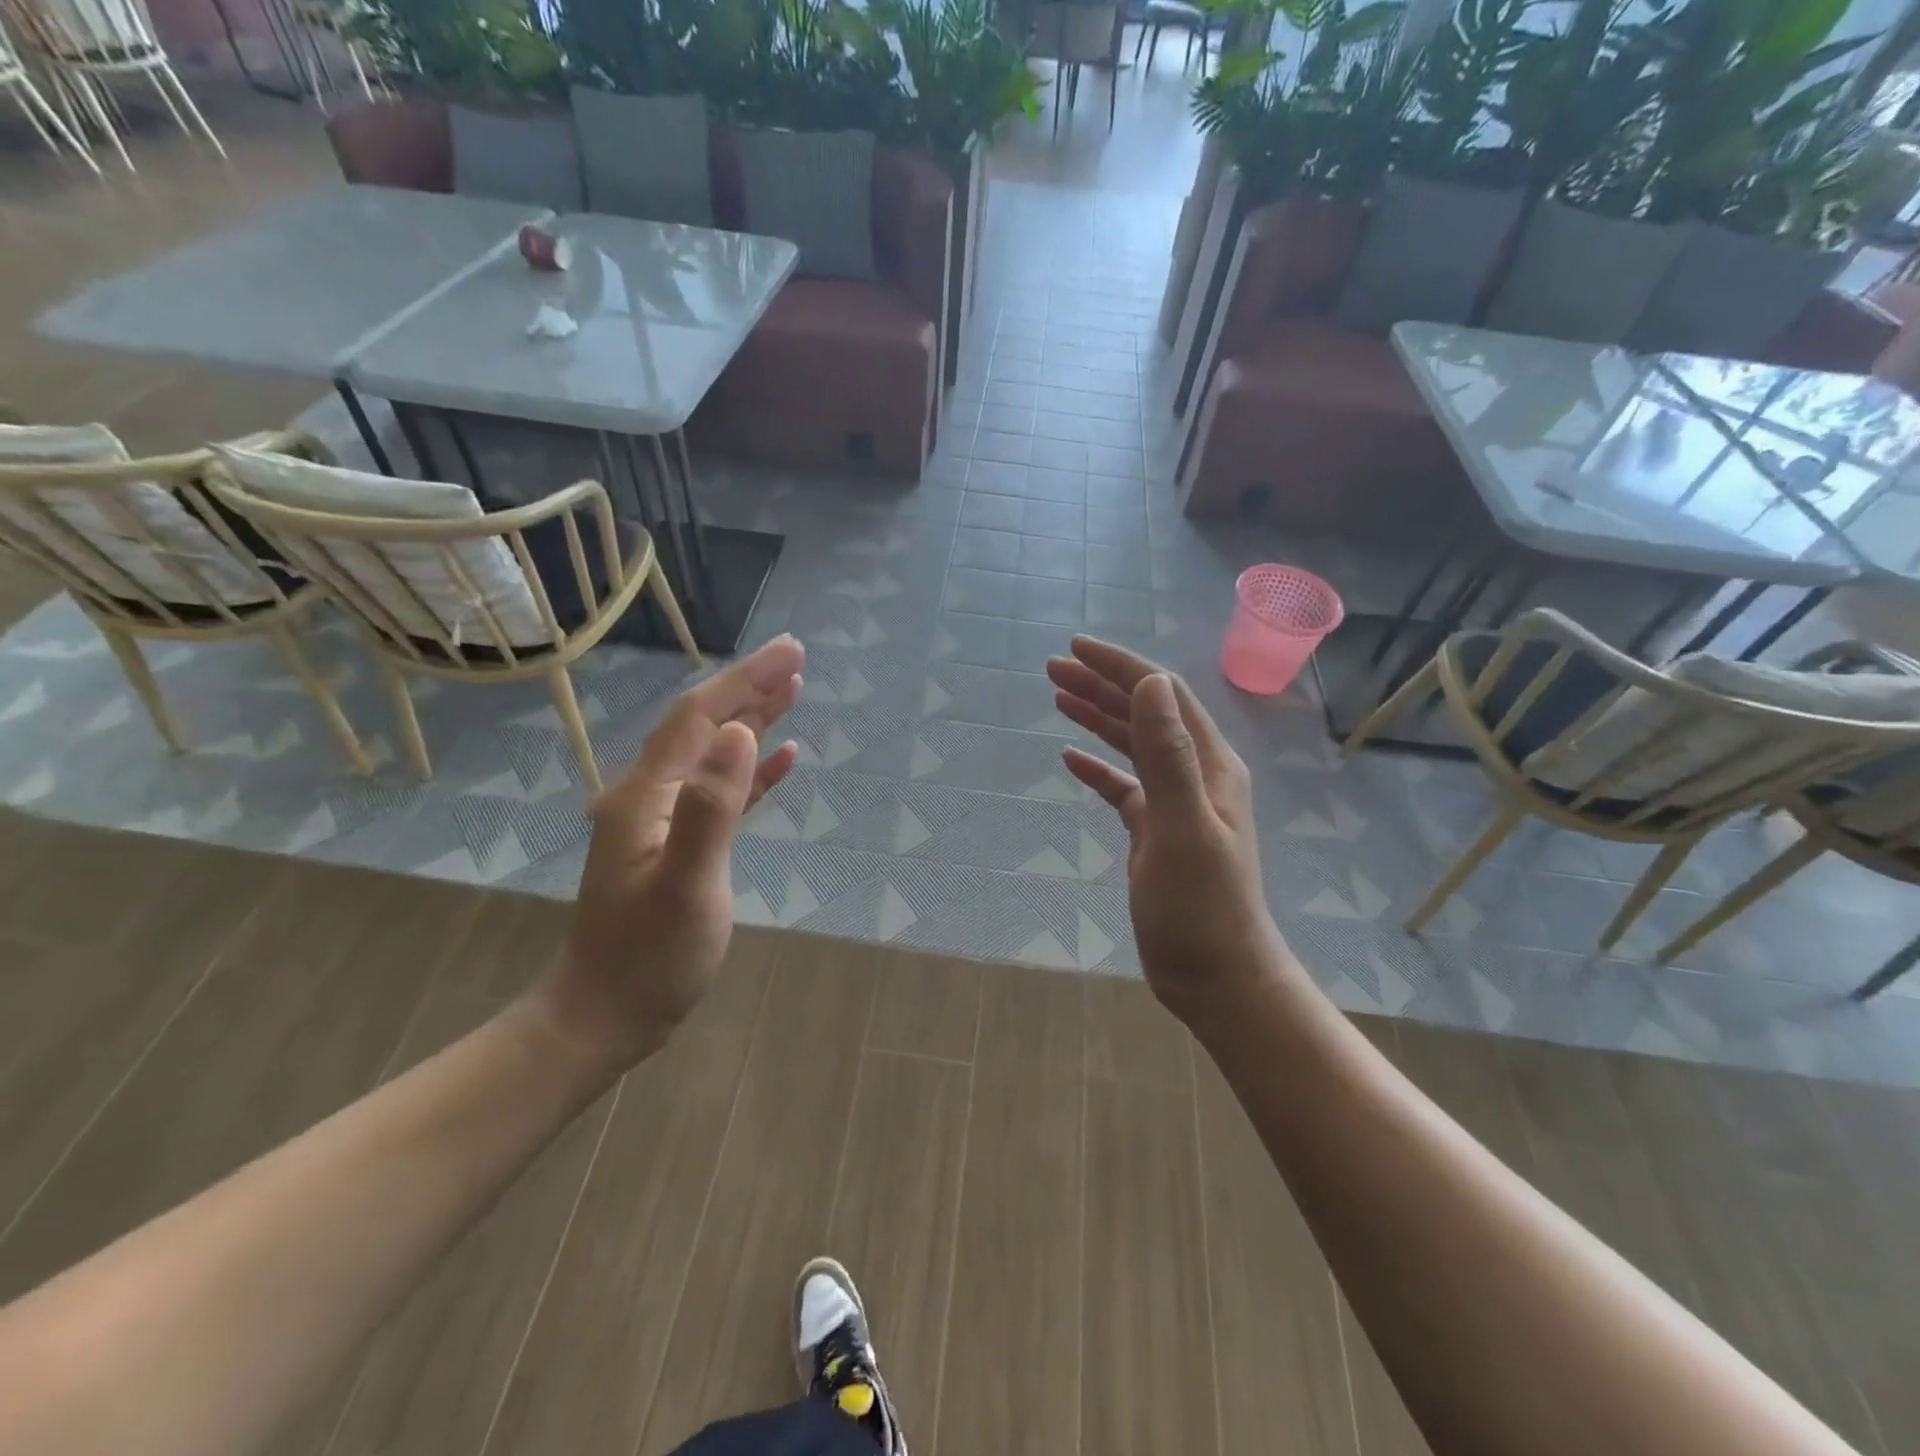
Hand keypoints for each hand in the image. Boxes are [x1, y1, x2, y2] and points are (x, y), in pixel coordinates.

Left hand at [533, 635, 804, 1068]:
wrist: (605, 1015)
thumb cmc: (649, 957)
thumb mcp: (687, 884)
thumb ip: (712, 806)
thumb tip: (741, 733)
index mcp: (647, 794)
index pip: (701, 717)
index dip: (746, 679)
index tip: (791, 651)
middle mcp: (651, 794)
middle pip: (705, 725)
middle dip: (751, 688)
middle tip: (797, 659)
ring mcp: (663, 819)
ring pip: (714, 753)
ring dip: (752, 720)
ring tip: (794, 692)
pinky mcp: (680, 843)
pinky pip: (721, 791)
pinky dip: (752, 770)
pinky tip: (781, 760)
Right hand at [1047, 638, 1285, 1027]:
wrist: (1215, 975)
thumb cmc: (1201, 907)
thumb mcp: (1182, 827)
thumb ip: (1168, 755)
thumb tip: (1149, 683)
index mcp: (1210, 764)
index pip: (1162, 695)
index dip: (1120, 667)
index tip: (1075, 648)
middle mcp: (1196, 774)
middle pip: (1145, 713)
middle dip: (1101, 685)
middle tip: (1052, 667)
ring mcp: (1176, 803)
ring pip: (1132, 744)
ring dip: (1097, 717)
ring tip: (1057, 695)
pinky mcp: (1155, 831)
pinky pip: (1123, 786)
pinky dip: (1097, 767)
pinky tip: (1070, 758)